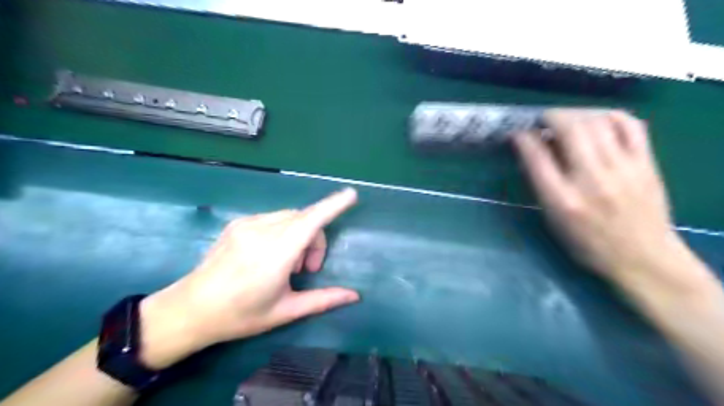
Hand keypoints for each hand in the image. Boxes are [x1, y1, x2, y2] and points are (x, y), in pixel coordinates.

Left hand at [137, 189, 358, 368]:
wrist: (189, 310)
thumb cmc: (240, 316)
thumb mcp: (285, 311)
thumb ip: (323, 299)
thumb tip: (355, 296)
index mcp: (275, 255)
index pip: (310, 222)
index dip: (332, 206)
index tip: (351, 195)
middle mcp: (261, 232)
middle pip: (304, 219)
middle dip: (315, 239)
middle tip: (308, 269)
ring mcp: (246, 224)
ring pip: (289, 217)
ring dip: (299, 235)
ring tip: (287, 265)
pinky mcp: (237, 223)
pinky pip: (273, 218)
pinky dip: (283, 231)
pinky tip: (270, 254)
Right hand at [515, 109, 708, 288]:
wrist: (643, 258)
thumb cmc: (588, 244)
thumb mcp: (553, 220)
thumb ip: (542, 185)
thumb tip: (534, 152)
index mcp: (562, 201)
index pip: (537, 157)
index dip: (523, 138)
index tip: (518, 133)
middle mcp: (591, 181)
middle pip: (570, 130)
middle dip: (550, 117)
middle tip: (542, 120)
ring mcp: (623, 170)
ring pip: (597, 123)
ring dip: (576, 114)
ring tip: (567, 119)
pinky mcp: (646, 164)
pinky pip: (631, 125)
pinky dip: (610, 116)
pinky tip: (598, 120)